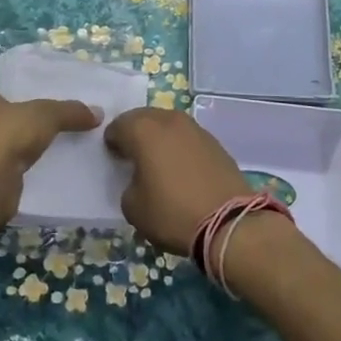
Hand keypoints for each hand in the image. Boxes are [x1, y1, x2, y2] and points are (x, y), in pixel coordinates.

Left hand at [0, 88, 101, 233]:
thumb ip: (70, 112)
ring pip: (1, 148)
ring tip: (48, 152)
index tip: (36, 103)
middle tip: (48, 127)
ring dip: (18, 152)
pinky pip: (4, 173)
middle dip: (19, 125)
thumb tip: (98, 113)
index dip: (14, 97)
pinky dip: (17, 174)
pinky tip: (39, 175)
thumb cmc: (7, 136)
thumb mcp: (46, 115)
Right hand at [105, 107, 249, 255]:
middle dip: (135, 134)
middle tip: (133, 156)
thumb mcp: (133, 207)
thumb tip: (139, 179)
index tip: (114, 158)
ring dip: (159, 138)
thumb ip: (128, 184)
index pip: (118, 126)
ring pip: (168, 125)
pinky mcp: (215, 142)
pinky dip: (179, 147)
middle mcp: (169, 120)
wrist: (229, 223)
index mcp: (143, 130)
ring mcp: (195, 128)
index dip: (112, 141)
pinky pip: (187, 138)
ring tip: (157, 162)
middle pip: (143, 118)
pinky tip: (180, 168)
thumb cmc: (172, 213)